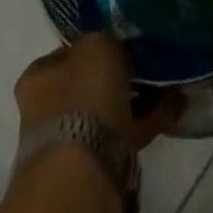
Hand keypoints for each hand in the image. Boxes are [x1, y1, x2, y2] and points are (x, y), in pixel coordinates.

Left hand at [13, 34, 183, 149]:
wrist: (81, 173)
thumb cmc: (83, 97)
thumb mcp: (97, 44)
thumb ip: (105, 39)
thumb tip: (113, 48)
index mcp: (39, 77)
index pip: (68, 53)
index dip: (97, 46)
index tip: (125, 44)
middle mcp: (46, 109)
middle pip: (89, 84)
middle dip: (121, 77)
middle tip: (151, 67)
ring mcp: (68, 140)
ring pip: (109, 111)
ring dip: (137, 101)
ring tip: (171, 89)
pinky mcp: (92, 166)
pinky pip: (124, 135)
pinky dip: (146, 123)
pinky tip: (173, 112)